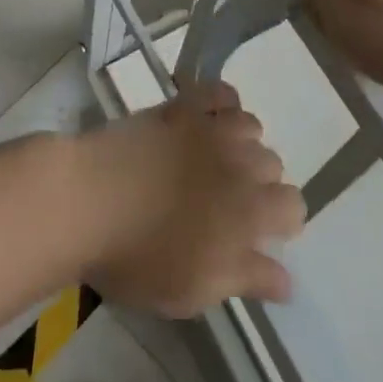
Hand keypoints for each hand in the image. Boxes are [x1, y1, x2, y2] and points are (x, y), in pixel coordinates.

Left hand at [76, 81, 304, 317]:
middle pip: (273, 165)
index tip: (252, 237)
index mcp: (249, 212)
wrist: (88, 200)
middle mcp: (240, 162)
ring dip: (243, 144)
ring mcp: (210, 128)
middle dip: (258, 184)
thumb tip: (288, 280)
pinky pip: (220, 92)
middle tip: (224, 204)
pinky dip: (223, 103)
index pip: (294, 207)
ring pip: (252, 126)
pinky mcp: (182, 106)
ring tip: (214, 161)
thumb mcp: (195, 290)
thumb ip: (247, 279)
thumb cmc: (140, 257)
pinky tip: (209, 119)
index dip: (280, 223)